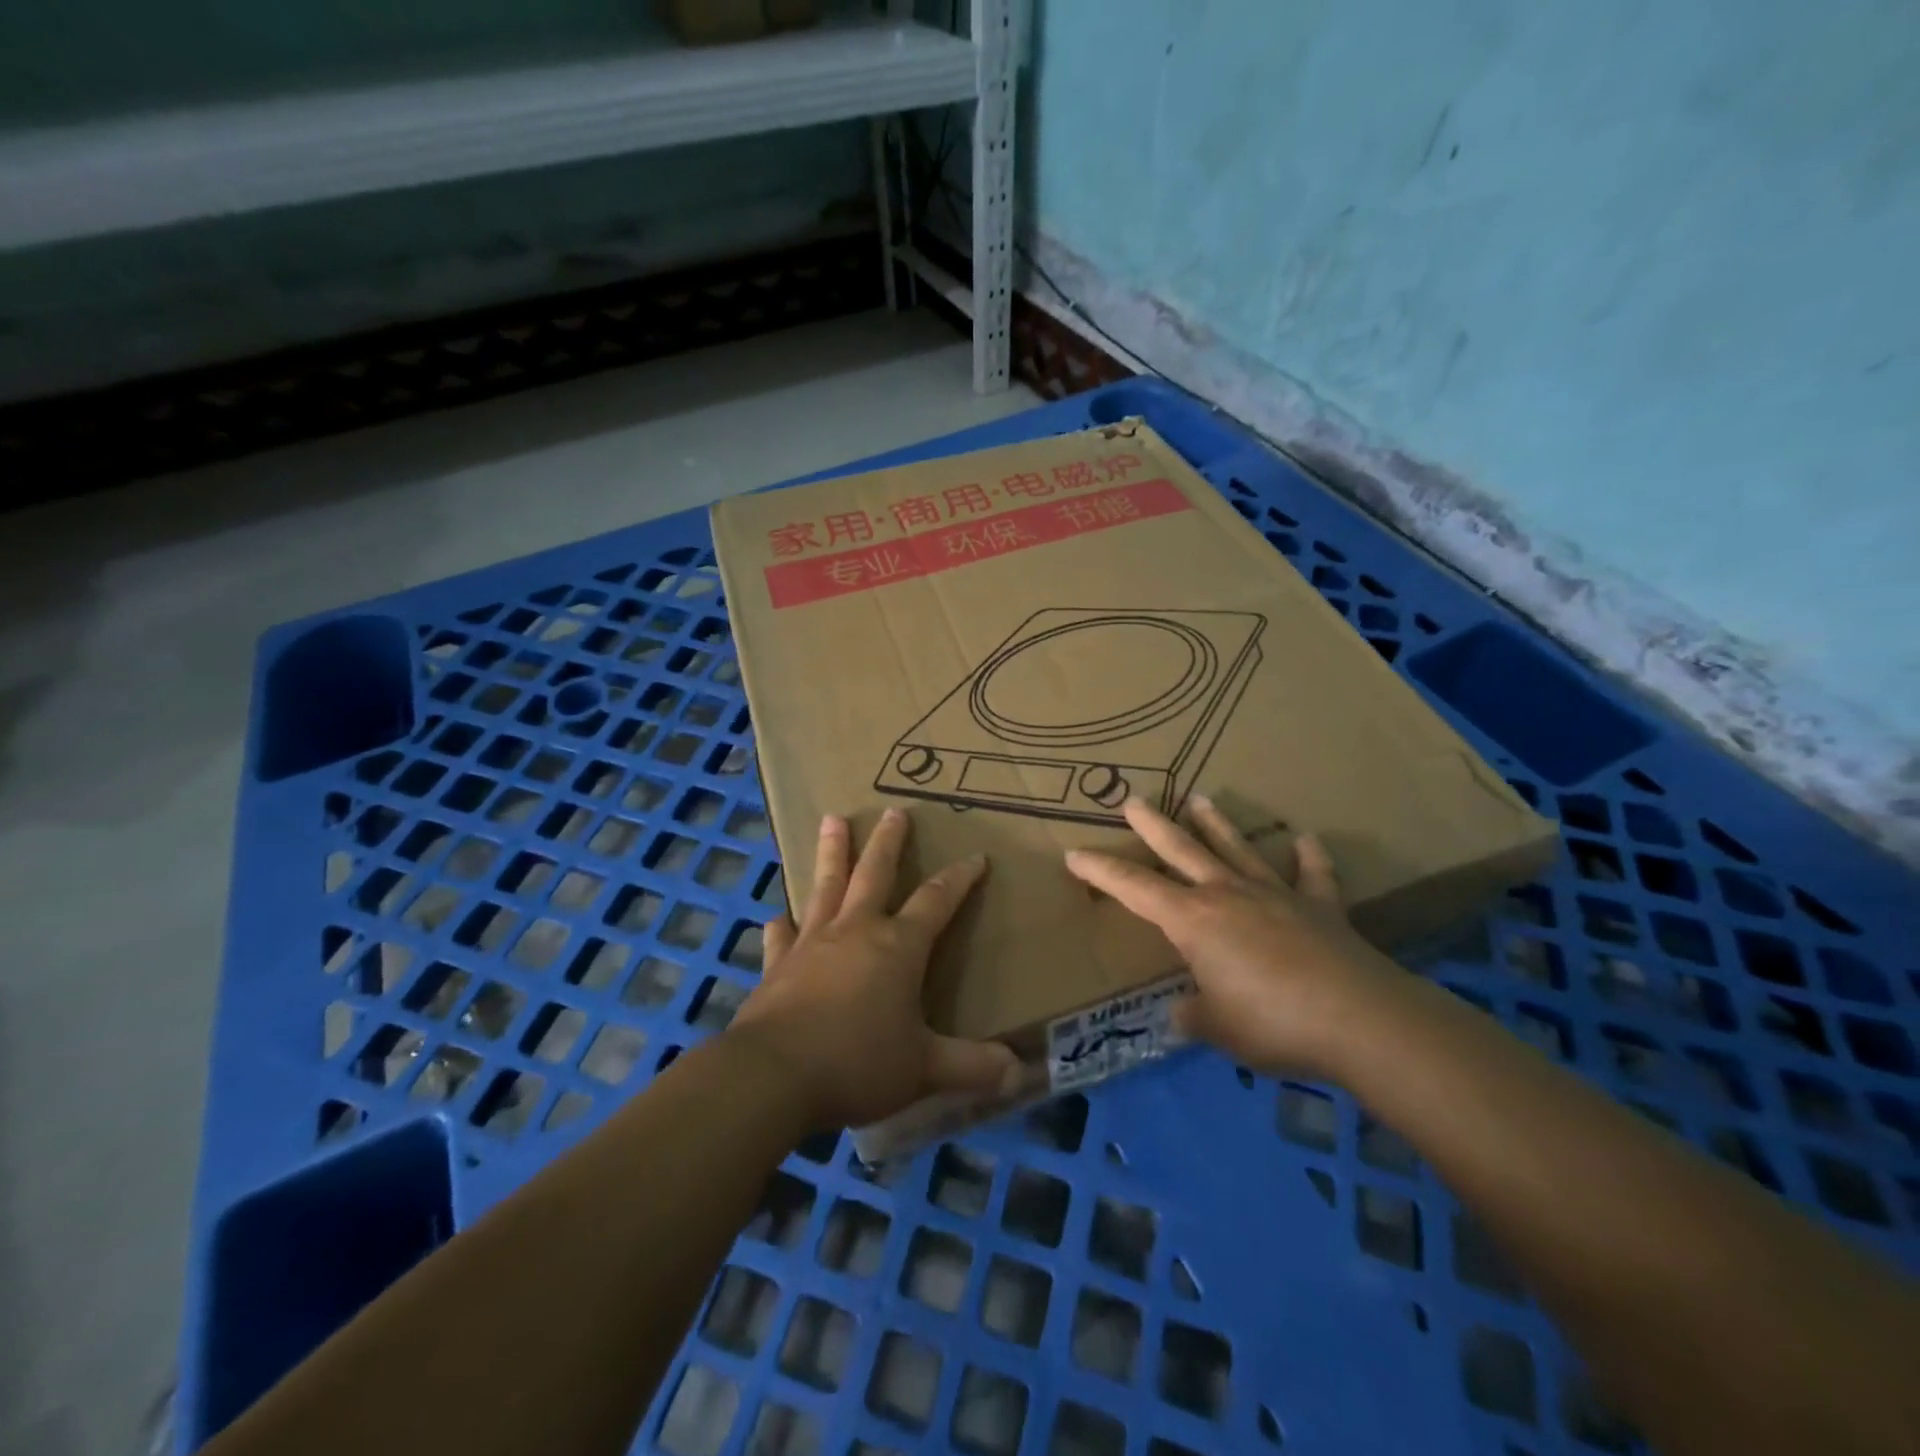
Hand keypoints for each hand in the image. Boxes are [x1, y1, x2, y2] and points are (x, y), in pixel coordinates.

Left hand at [731, 807, 1019, 1129]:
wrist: (774, 1075)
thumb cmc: (857, 1063)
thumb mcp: (924, 1069)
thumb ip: (971, 1066)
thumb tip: (1018, 1072)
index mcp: (898, 946)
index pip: (937, 900)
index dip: (960, 878)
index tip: (976, 856)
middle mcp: (856, 930)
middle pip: (875, 873)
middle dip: (888, 841)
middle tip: (893, 811)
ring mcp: (812, 943)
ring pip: (826, 886)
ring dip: (833, 852)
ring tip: (832, 819)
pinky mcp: (777, 964)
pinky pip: (782, 936)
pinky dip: (783, 924)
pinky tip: (779, 917)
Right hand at [1063, 796, 1404, 1078]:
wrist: (1360, 1019)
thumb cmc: (1272, 1022)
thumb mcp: (1218, 1029)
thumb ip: (1194, 1017)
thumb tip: (1183, 1014)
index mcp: (1193, 920)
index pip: (1134, 888)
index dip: (1101, 871)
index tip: (1074, 855)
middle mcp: (1228, 894)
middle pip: (1182, 849)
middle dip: (1154, 825)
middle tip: (1134, 800)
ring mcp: (1276, 895)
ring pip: (1238, 849)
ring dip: (1217, 824)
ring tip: (1200, 798)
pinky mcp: (1320, 907)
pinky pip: (1312, 875)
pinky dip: (1308, 857)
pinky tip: (1306, 839)